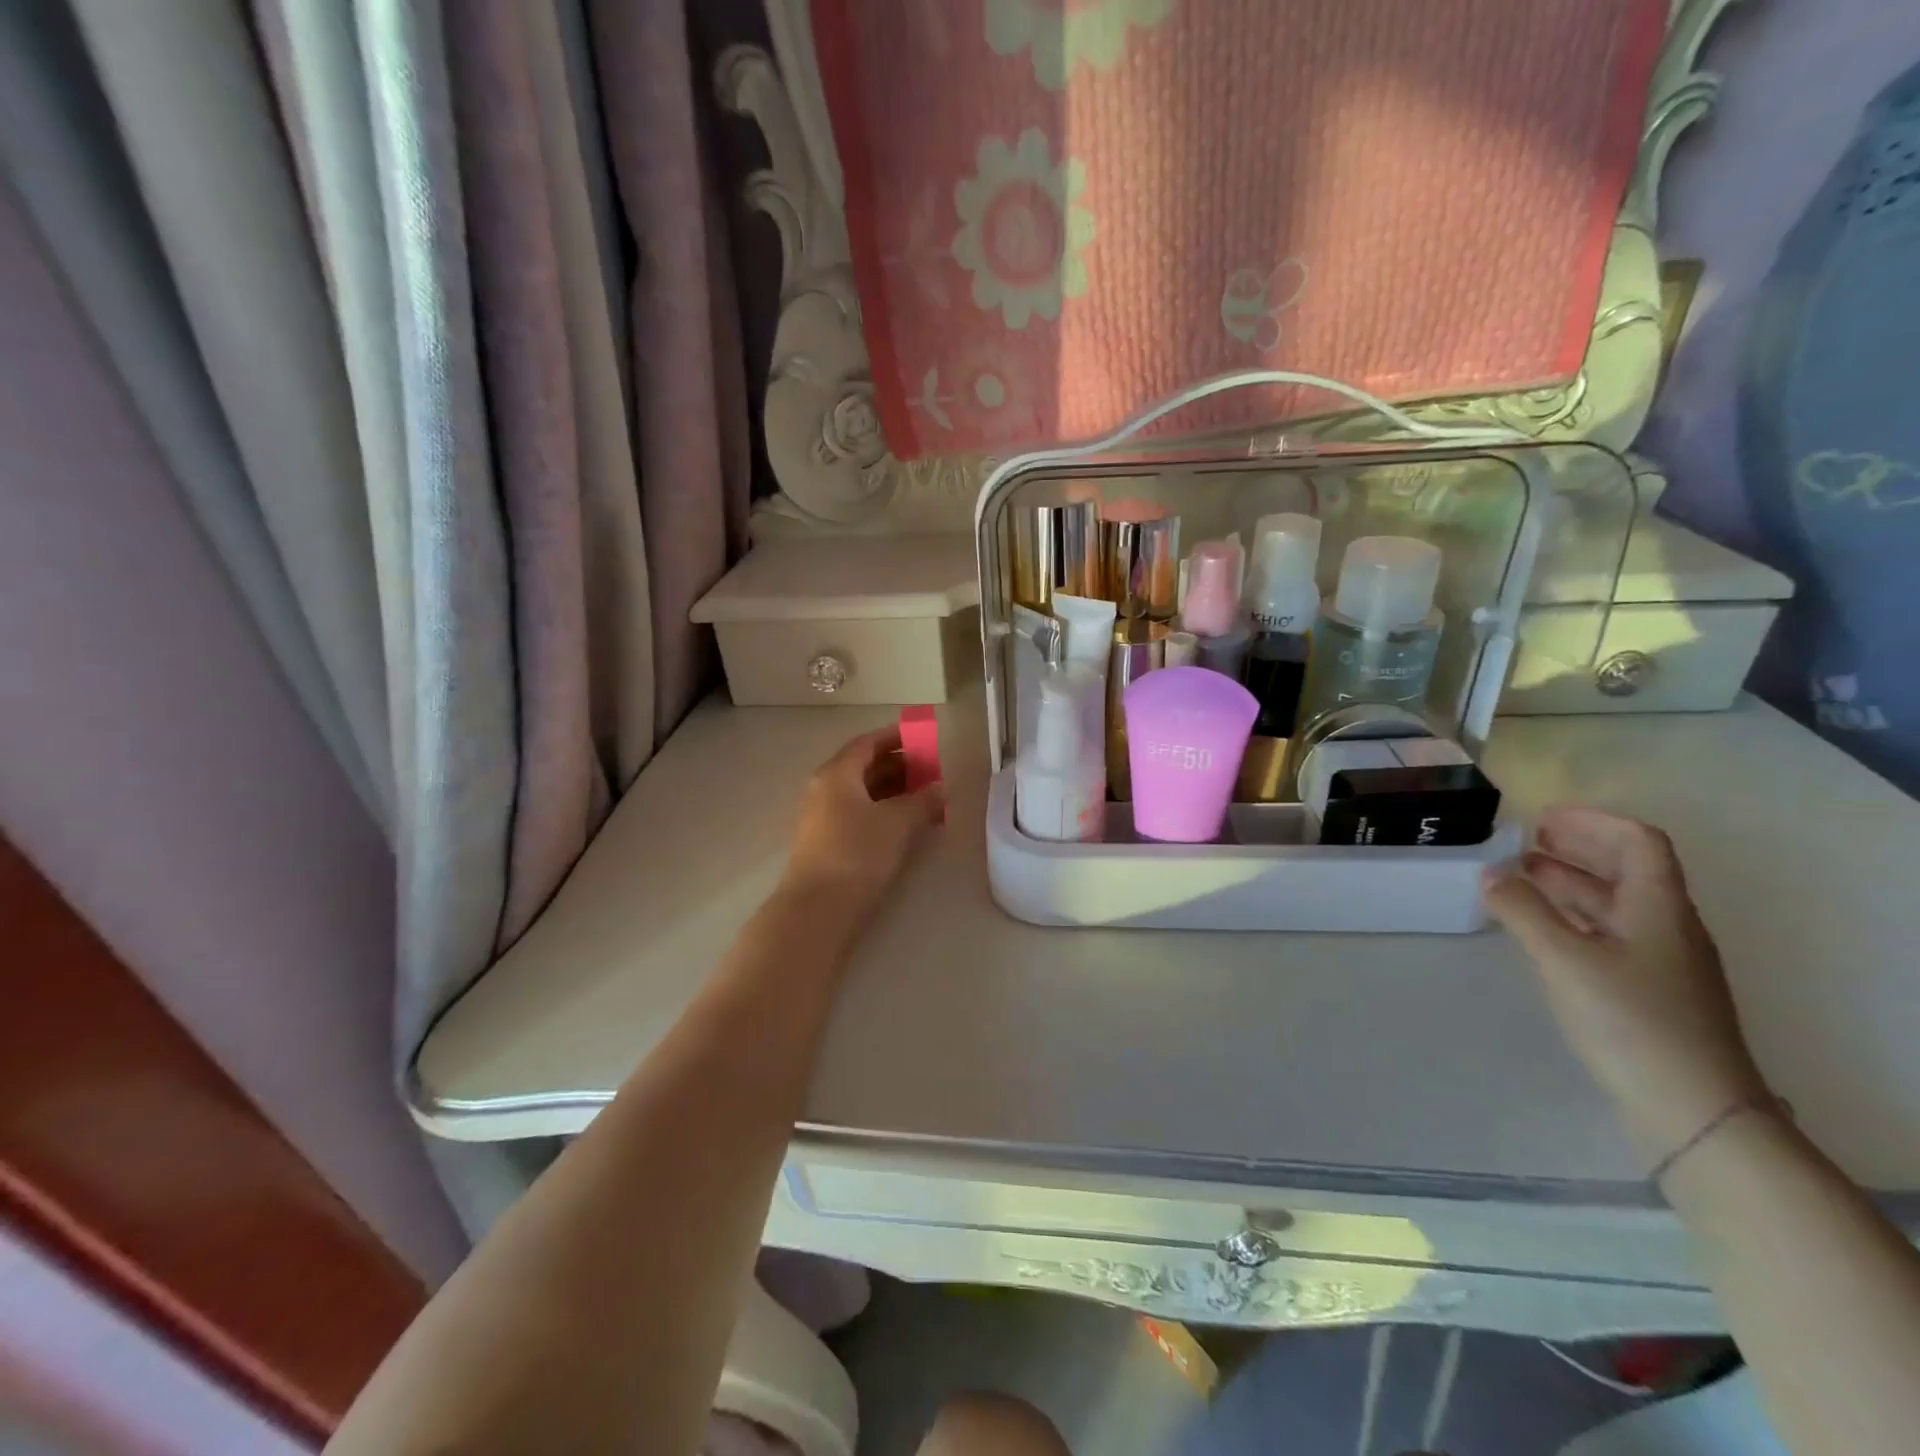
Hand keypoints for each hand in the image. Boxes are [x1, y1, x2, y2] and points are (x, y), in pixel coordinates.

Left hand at [781, 725, 943, 923]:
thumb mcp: (897, 823)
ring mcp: (822, 817)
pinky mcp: (826, 843)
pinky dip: (883, 812)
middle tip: (930, 771)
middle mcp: (824, 789)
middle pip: (863, 767)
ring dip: (893, 791)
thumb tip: (940, 788)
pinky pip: (858, 814)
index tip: (921, 738)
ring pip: (862, 793)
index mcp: (837, 773)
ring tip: (925, 798)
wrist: (817, 908)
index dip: (894, 738)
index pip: (867, 744)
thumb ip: (922, 801)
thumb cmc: (857, 853)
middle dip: (898, 766)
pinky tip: (905, 825)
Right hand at [1483, 808, 1770, 1162]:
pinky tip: (1539, 927)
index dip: (1593, 822)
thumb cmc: (1631, 1020)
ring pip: (1613, 904)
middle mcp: (1666, 927)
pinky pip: (1606, 933)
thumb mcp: (1564, 959)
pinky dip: (1571, 917)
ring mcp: (1660, 962)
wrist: (1694, 1110)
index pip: (1638, 843)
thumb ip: (1522, 910)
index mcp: (1658, 908)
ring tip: (1518, 877)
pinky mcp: (1648, 992)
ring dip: (1568, 883)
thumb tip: (1489, 874)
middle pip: (1626, 870)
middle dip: (1575, 849)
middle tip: (1523, 841)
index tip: (1542, 817)